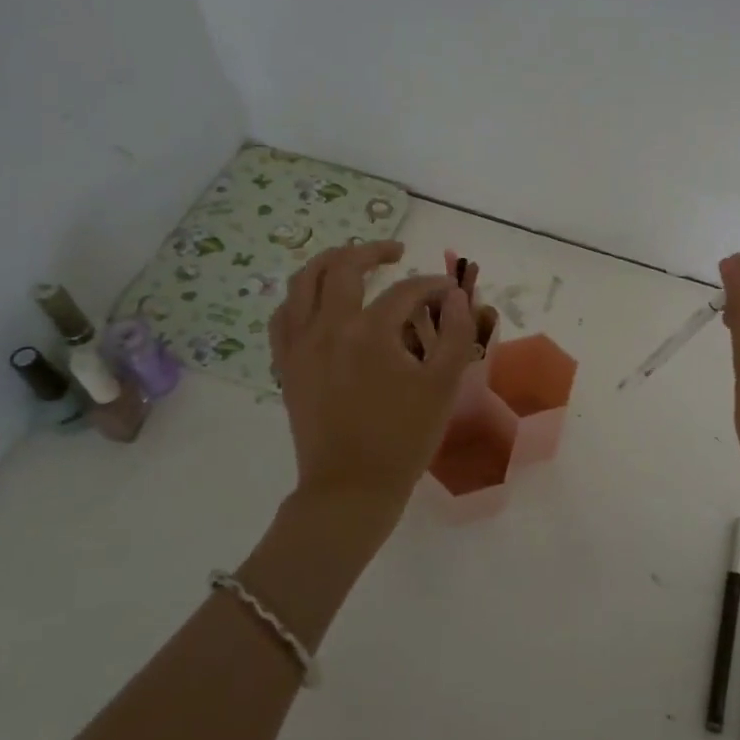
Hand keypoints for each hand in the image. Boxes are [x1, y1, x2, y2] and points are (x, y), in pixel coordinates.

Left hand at [269, 242, 478, 513]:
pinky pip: (283, 316)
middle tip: (397, 252)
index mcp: (368, 331)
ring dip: (329, 262)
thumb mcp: (444, 385)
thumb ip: (456, 333)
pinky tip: (317, 303)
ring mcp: (299, 346)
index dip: (432, 285)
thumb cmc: (404, 437)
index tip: (450, 293)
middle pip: (343, 267)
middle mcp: (327, 327)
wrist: (351, 489)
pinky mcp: (286, 366)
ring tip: (352, 261)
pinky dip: (300, 298)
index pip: (405, 290)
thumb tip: (456, 296)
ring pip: (302, 283)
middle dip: (374, 251)